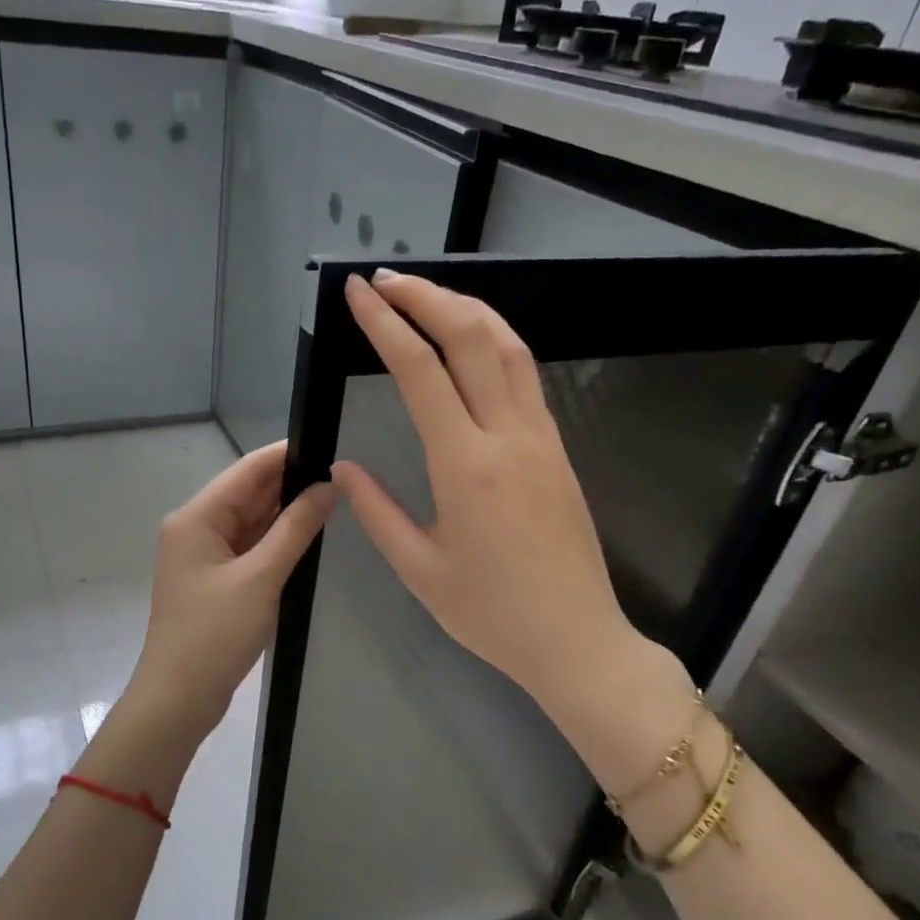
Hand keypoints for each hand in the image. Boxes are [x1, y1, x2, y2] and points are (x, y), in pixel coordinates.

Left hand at [124, 441, 334, 740]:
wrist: (178, 699)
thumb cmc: (214, 635)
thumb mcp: (260, 578)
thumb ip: (296, 529)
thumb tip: (329, 486)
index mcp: (196, 518)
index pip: (247, 471)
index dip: (287, 454)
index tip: (331, 442)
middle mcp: (196, 528)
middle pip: (249, 493)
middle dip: (292, 483)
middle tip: (344, 474)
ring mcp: (204, 555)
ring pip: (251, 521)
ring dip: (286, 513)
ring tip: (335, 498)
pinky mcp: (215, 579)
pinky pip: (249, 547)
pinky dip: (276, 541)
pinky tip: (309, 535)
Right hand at [332, 270, 694, 788]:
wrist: (576, 639)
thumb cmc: (491, 614)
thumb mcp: (420, 570)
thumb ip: (376, 512)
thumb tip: (342, 469)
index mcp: (465, 465)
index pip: (420, 371)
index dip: (385, 324)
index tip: (357, 294)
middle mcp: (508, 436)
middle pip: (471, 337)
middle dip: (426, 296)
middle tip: (385, 280)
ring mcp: (541, 438)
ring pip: (509, 347)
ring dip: (466, 309)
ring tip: (426, 295)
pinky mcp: (557, 449)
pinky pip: (526, 376)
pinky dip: (494, 341)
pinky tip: (472, 343)